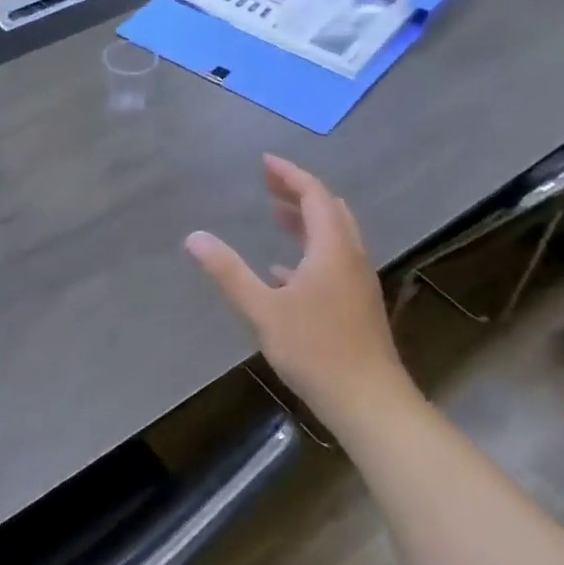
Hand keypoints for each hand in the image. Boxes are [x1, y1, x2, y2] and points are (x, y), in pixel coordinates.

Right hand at [185, 155, 414, 424]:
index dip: (290, 175)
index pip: (315, 196)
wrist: (369, 402)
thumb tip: (194, 237)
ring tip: (276, 215)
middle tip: (268, 183)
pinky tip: (283, 270)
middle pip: (330, 210)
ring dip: (306, 220)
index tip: (265, 162)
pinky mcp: (356, 305)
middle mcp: (350, 258)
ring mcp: (357, 283)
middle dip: (299, 192)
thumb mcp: (263, 309)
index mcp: (332, 250)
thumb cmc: (316, 350)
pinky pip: (333, 261)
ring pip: (335, 236)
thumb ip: (229, 271)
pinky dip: (309, 251)